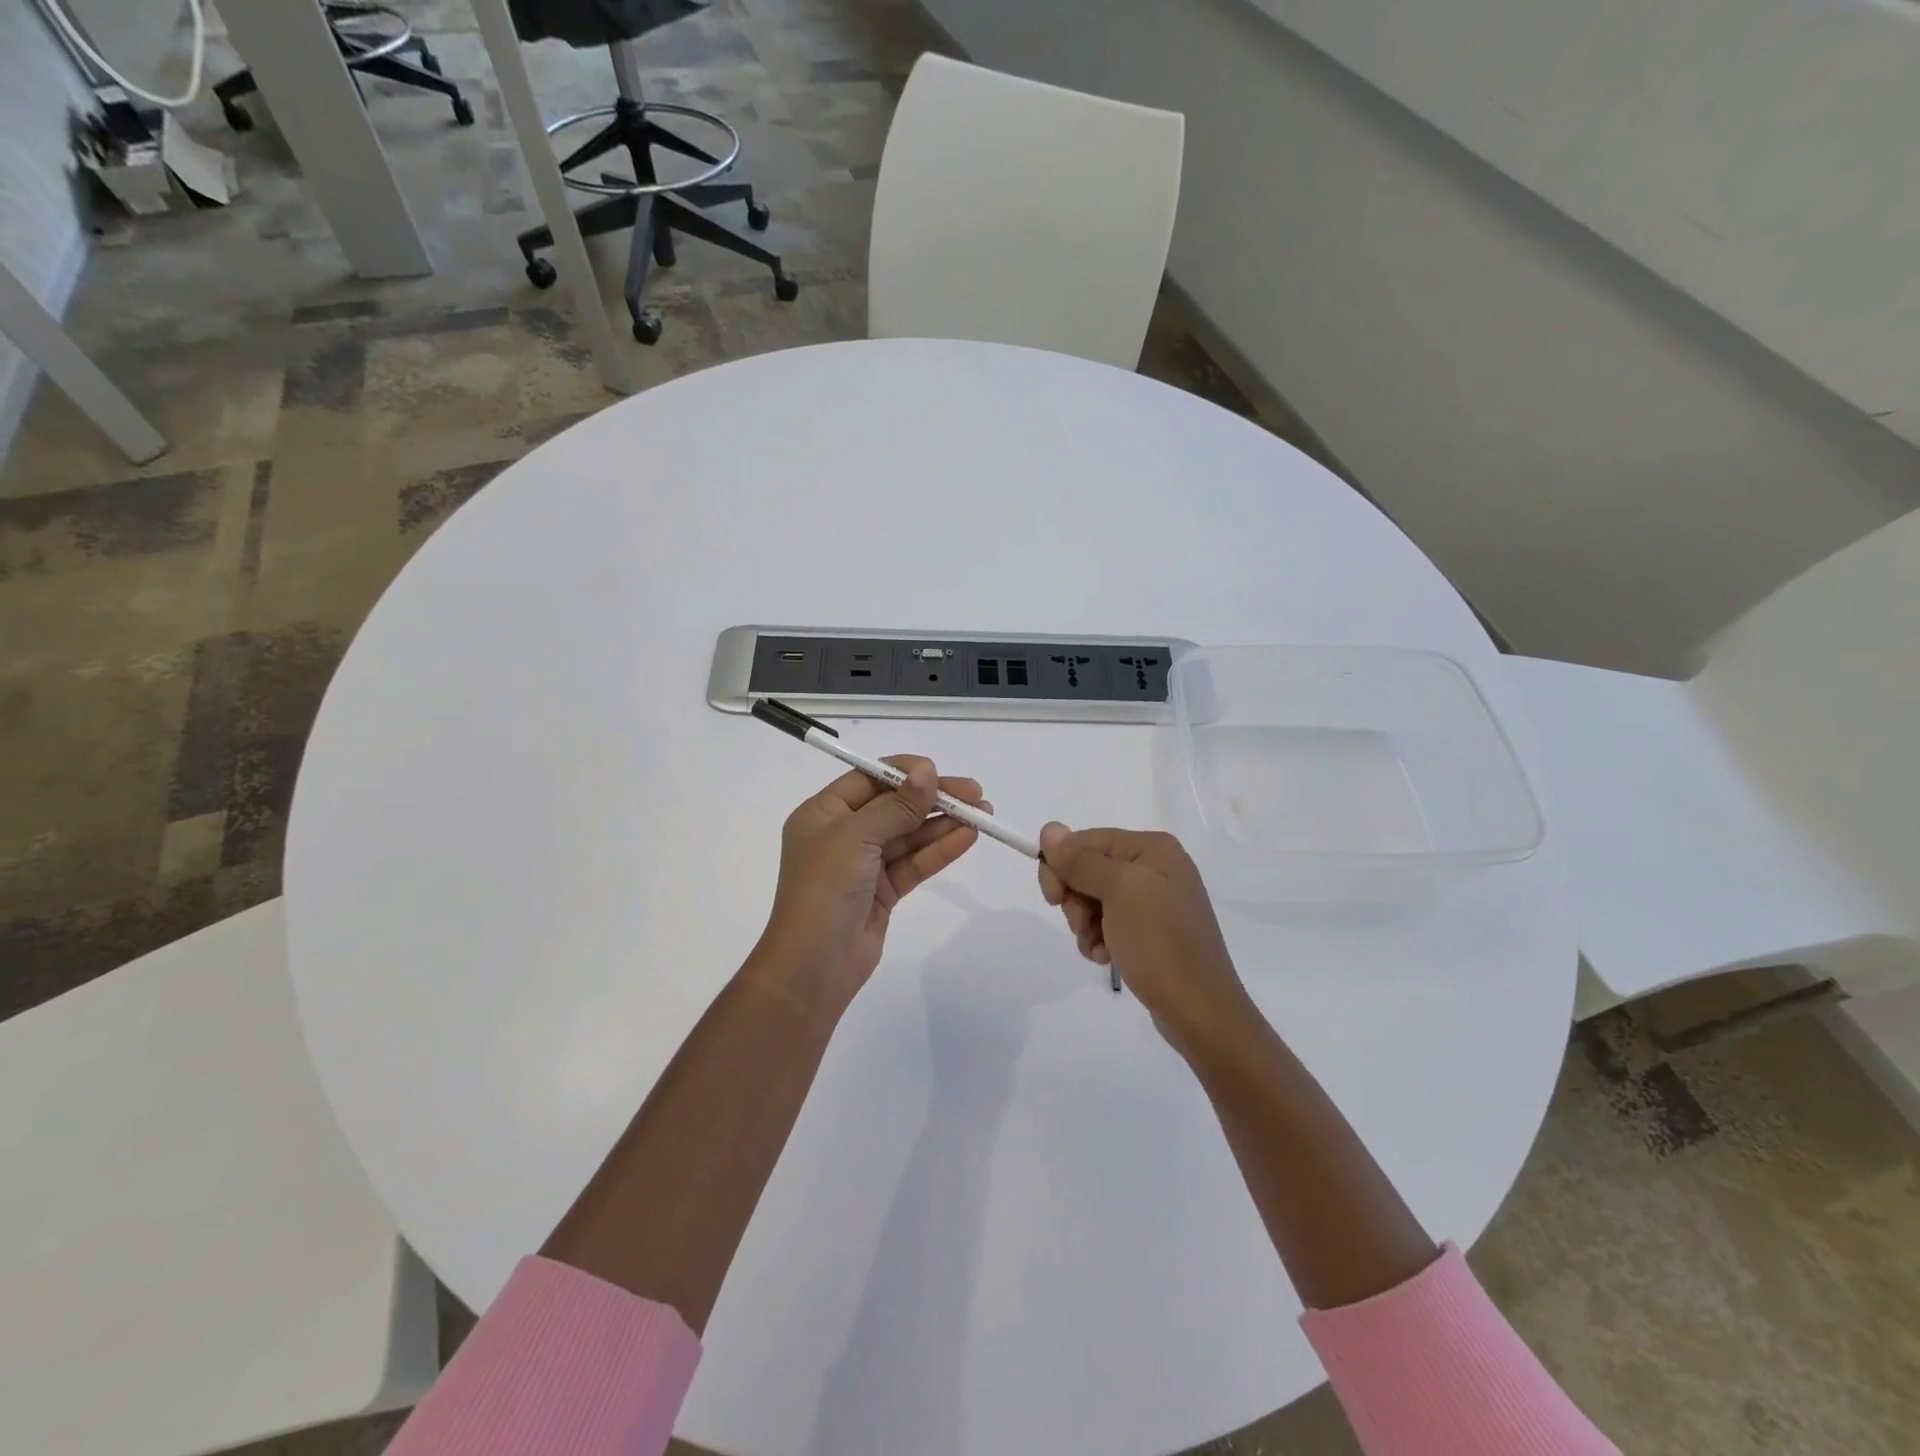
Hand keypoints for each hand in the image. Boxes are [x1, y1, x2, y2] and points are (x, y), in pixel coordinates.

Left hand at [753, 759, 987, 1011]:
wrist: (814, 965)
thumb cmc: (825, 888)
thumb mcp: (856, 836)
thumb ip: (896, 805)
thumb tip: (927, 769)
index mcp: (823, 813)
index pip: (868, 779)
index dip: (904, 772)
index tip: (939, 771)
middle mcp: (842, 834)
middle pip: (894, 806)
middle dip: (932, 798)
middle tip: (975, 793)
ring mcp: (864, 864)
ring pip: (909, 835)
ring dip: (943, 823)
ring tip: (983, 813)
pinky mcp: (883, 891)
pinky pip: (915, 863)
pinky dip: (940, 850)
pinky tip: (967, 837)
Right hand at [1037, 824, 1256, 1057]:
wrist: (1199, 1011)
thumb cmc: (1159, 942)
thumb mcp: (1118, 892)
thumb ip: (1080, 860)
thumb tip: (1049, 828)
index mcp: (1152, 848)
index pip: (1087, 841)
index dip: (1062, 865)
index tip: (1053, 898)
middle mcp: (1156, 867)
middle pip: (1088, 869)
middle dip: (1076, 899)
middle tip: (1083, 924)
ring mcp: (1155, 901)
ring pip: (1094, 899)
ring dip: (1085, 924)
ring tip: (1098, 947)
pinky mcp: (1151, 932)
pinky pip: (1109, 924)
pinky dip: (1099, 940)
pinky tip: (1107, 957)